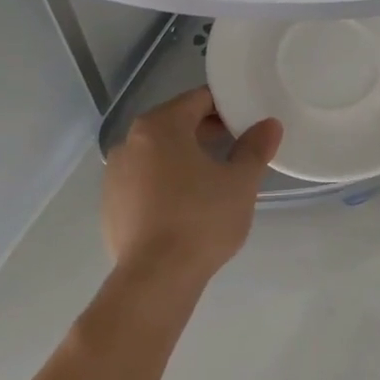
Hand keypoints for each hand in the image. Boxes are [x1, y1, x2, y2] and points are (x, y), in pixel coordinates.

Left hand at [102, 86, 280, 289]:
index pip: (198, 100)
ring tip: (213, 177)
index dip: (225, 107)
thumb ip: (255, 148)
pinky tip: (185, 205)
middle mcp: (130, 141)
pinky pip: (143, 180)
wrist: (154, 280)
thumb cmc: (201, 219)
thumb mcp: (240, 182)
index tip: (246, 121)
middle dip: (205, 131)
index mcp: (160, 125)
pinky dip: (164, 182)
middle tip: (236, 146)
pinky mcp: (110, 205)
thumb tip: (269, 125)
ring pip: (157, 153)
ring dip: (183, 156)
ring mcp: (114, 174)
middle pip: (175, 123)